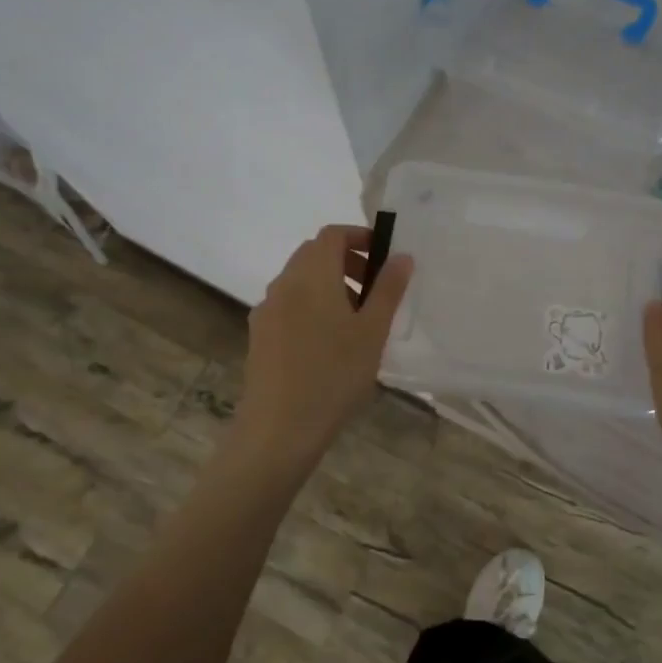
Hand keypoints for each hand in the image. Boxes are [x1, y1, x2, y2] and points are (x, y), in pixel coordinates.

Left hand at [236, 225, 412, 463]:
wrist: (279, 428)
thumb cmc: (334, 375)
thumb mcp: (372, 332)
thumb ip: (388, 289)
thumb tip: (401, 256)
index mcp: (312, 276)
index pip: (332, 234)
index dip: (359, 236)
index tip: (384, 258)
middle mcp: (284, 284)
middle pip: (314, 254)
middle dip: (347, 261)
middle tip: (375, 290)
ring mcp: (267, 310)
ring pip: (300, 280)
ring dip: (329, 284)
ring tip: (356, 320)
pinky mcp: (259, 335)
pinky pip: (289, 304)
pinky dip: (311, 305)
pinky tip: (328, 343)